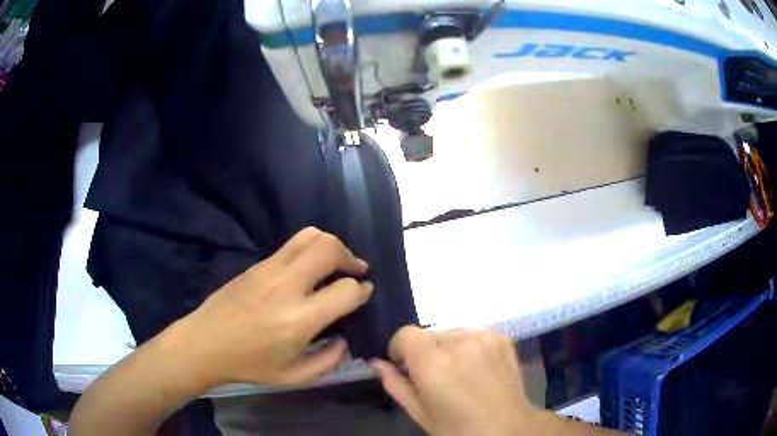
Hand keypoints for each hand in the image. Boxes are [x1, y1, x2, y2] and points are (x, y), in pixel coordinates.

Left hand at [176, 227, 372, 387]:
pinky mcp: (258, 263)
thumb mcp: (295, 377)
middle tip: (355, 272)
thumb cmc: (250, 364)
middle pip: (330, 249)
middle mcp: (287, 286)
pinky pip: (292, 243)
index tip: (364, 293)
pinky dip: (311, 248)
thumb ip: (329, 360)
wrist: (205, 343)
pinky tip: (309, 268)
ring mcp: (270, 269)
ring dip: (332, 246)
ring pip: (311, 237)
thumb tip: (345, 338)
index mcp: (299, 319)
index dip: (362, 290)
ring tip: (336, 263)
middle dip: (350, 258)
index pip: (346, 290)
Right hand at [371, 327, 537, 435]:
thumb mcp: (420, 413)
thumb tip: (376, 363)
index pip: (405, 333)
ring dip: (447, 348)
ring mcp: (485, 337)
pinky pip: (473, 334)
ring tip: (459, 374)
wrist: (508, 429)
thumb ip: (395, 384)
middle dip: (425, 352)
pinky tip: (477, 368)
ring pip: (451, 333)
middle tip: (437, 379)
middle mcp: (460, 342)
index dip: (400, 349)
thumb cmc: (458, 429)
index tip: (406, 367)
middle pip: (428, 334)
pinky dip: (468, 347)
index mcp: (434, 365)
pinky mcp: (501, 337)